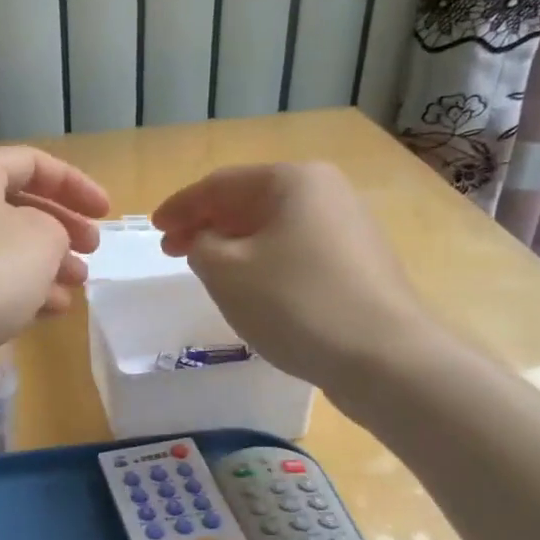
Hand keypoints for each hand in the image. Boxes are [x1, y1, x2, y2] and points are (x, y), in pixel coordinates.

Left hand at [0, 147, 109, 358]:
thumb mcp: (44, 236)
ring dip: (49, 263)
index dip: (74, 183)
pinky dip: (26, 290)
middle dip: (63, 226)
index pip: (30, 163)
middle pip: (19, 206)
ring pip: (8, 248)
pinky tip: (54, 310)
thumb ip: (57, 226)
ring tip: (79, 284)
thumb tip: (44, 241)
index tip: (105, 212)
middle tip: (93, 249)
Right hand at [152, 163, 439, 398]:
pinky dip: (262, 260)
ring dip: (233, 244)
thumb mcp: (225, 271)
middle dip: (206, 224)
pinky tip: (250, 284)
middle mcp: (326, 192)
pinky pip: (295, 250)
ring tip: (206, 268)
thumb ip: (200, 245)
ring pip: (273, 227)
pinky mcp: (358, 263)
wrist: (384, 359)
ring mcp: (348, 227)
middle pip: (249, 202)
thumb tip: (208, 242)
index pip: (220, 185)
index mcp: (293, 181)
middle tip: (173, 250)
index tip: (154, 229)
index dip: (181, 207)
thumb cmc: (294, 303)